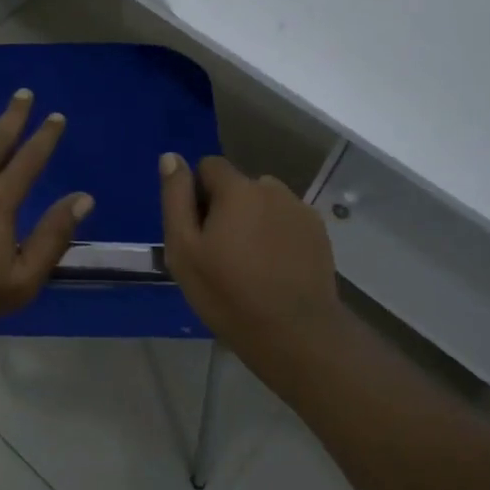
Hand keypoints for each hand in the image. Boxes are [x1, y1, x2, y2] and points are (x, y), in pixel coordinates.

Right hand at [161, 154, 340, 354]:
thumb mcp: (184, 249)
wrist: (295, 333)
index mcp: (238, 188)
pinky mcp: (319, 233)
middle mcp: (272, 189)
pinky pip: (287, 221)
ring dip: (254, 219)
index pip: (209, 166)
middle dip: (227, 208)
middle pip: (238, 186)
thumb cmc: (228, 293)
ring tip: (250, 262)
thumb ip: (176, 198)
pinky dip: (277, 235)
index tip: (197, 231)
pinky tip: (275, 269)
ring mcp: (300, 210)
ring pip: (264, 203)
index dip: (197, 194)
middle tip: (220, 252)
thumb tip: (171, 157)